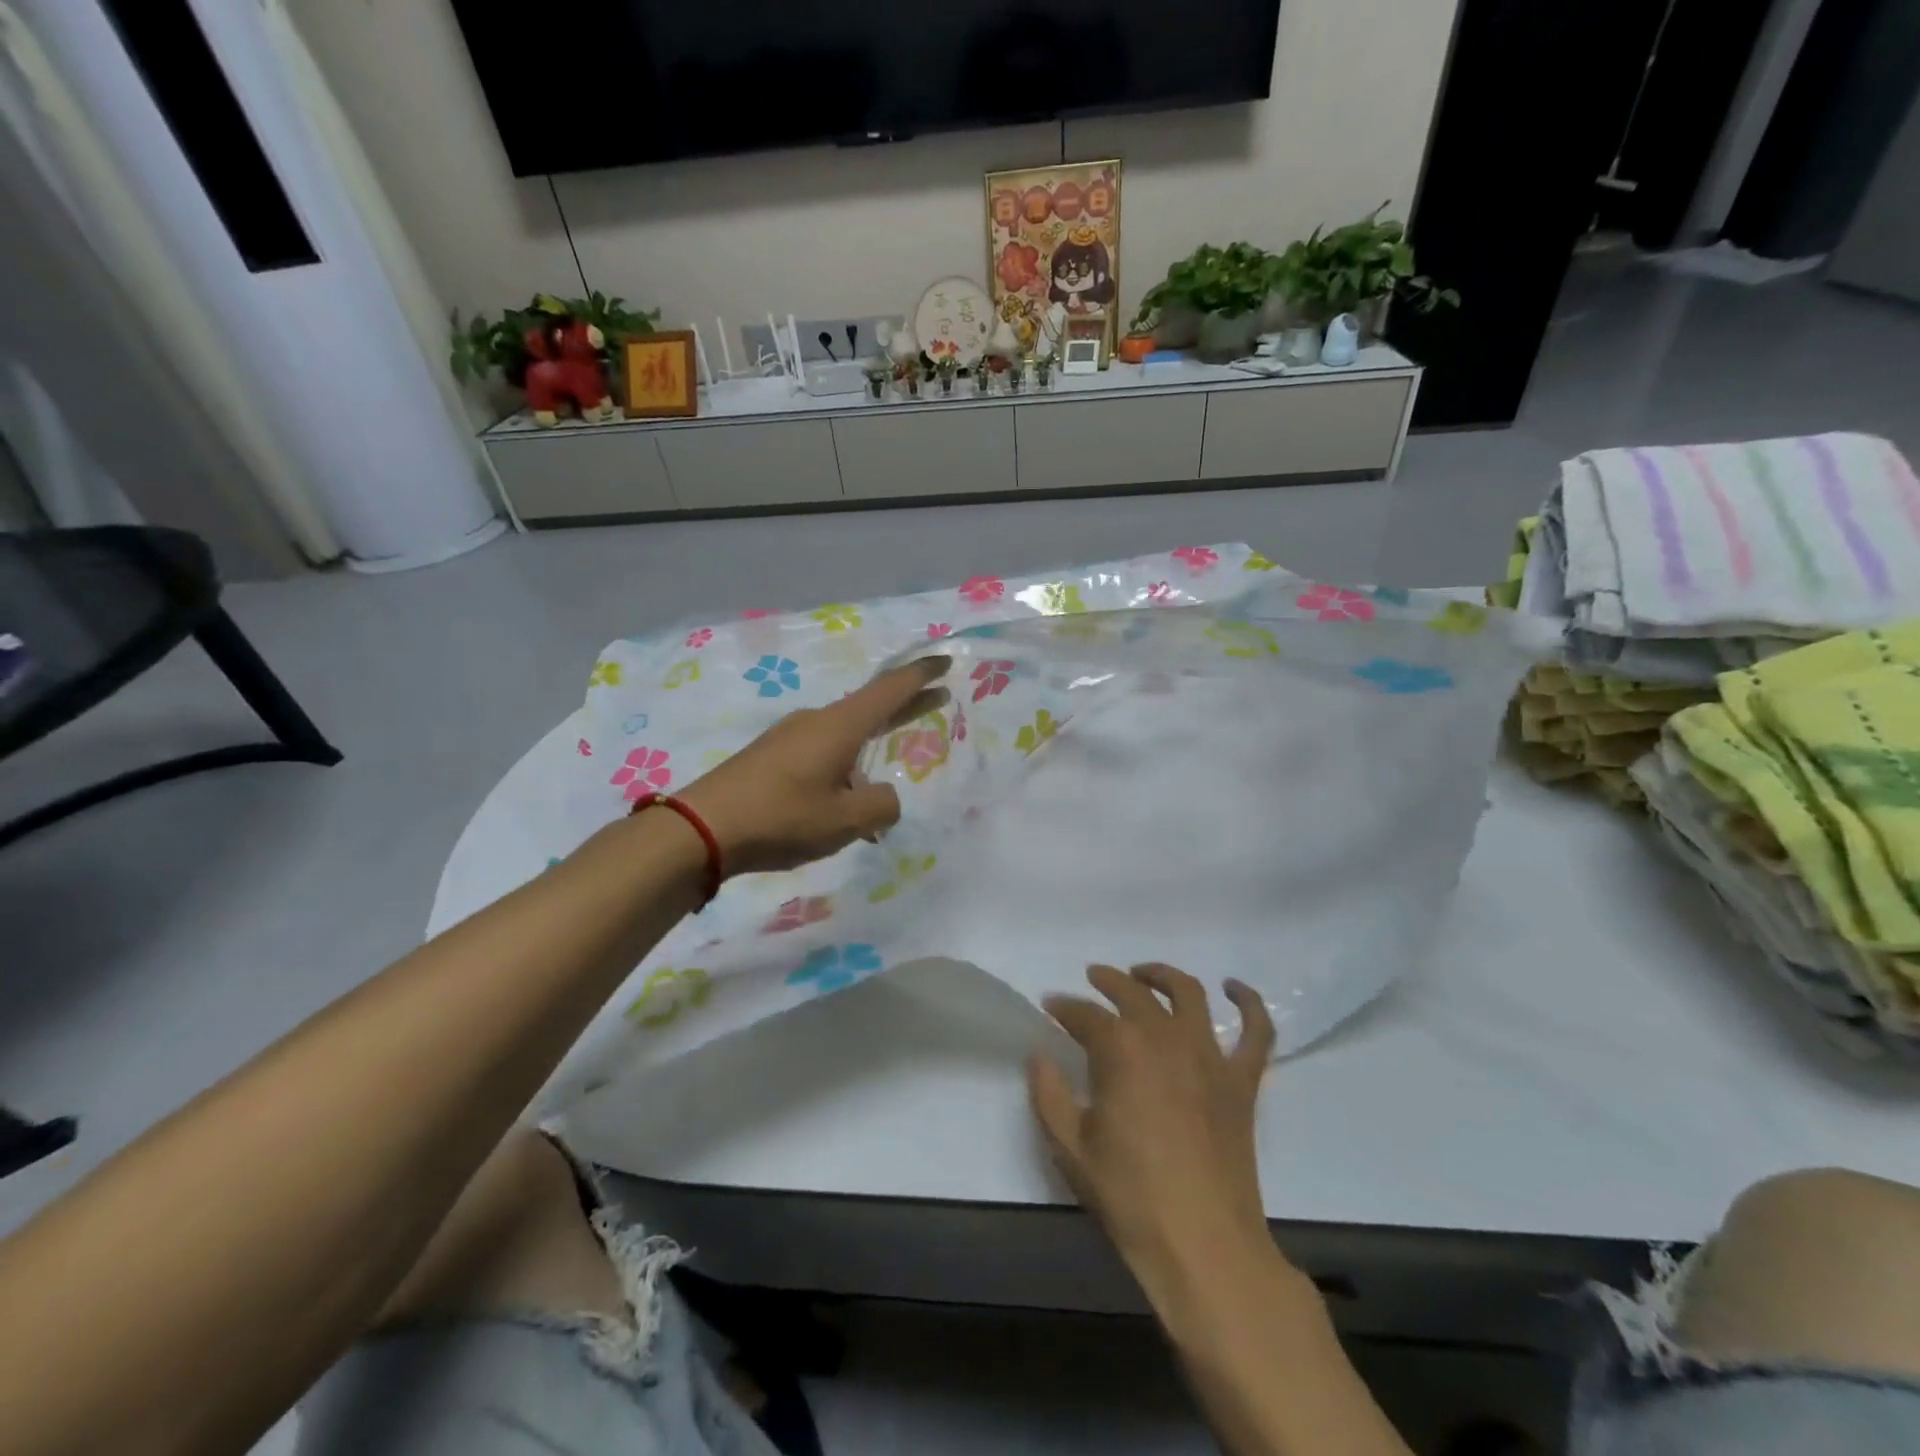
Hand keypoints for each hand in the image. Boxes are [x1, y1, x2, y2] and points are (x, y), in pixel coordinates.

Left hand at [677, 656, 948, 876]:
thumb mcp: (846, 820)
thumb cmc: (782, 817)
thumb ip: (881, 806)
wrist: (702, 828)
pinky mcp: (770, 755)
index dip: (920, 675)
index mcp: (839, 726)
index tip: (945, 659)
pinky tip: (837, 807)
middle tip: (937, 699)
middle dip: (904, 705)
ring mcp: (789, 735)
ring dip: (867, 755)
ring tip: (874, 802)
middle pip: (870, 707)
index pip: (890, 690)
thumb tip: (884, 797)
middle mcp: (816, 720)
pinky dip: (841, 769)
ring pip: (843, 738)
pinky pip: (820, 754)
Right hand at [1029, 964, 1276, 1310]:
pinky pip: (1256, 1031)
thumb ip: (1049, 1094)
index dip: (1064, 1007)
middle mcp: (1165, 1038)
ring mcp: (1210, 1056)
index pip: (1084, 1014)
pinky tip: (1234, 988)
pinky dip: (1249, 1003)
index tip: (1050, 1007)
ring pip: (1189, 994)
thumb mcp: (1071, 1149)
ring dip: (1163, 976)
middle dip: (1107, 980)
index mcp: (1120, 1050)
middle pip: (1133, 993)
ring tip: (1145, 975)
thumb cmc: (1130, 1197)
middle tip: (1092, 980)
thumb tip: (1039, 1056)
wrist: (1204, 1247)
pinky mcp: (1243, 1081)